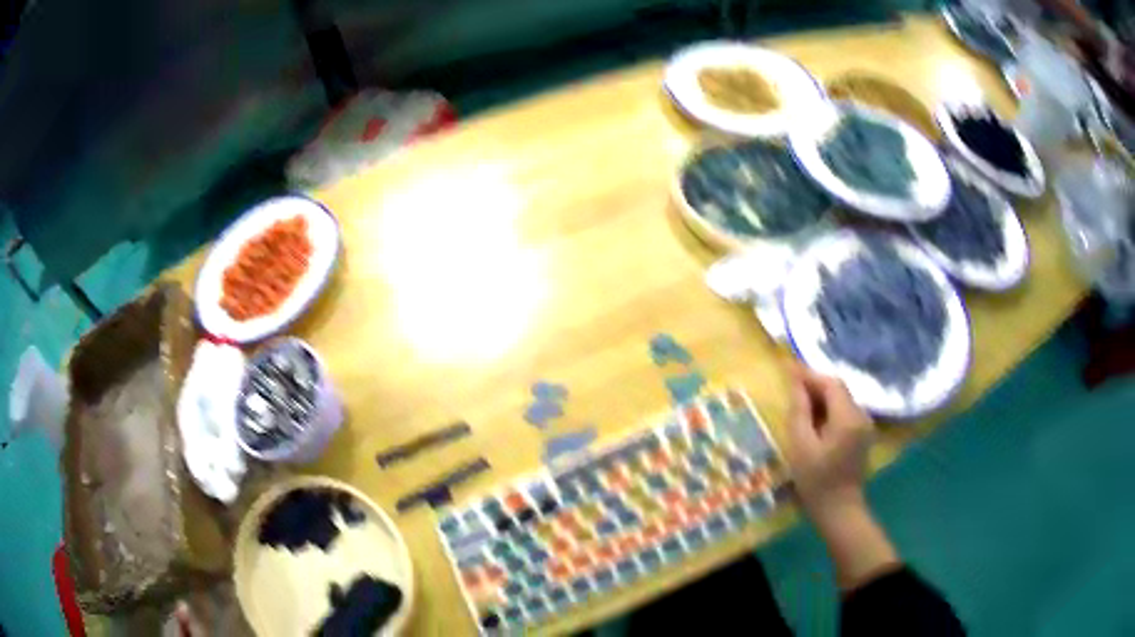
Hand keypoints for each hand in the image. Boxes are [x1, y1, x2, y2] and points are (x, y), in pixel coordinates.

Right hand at [784, 363, 873, 525]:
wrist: (839, 510)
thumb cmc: (816, 481)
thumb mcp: (801, 446)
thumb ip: (800, 412)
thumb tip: (797, 385)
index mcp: (848, 417)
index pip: (831, 384)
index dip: (810, 375)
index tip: (788, 370)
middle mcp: (861, 415)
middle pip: (838, 390)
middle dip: (815, 385)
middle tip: (790, 386)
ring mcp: (864, 425)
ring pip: (841, 400)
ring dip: (821, 397)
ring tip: (798, 401)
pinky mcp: (861, 435)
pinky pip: (844, 412)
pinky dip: (828, 409)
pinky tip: (813, 419)